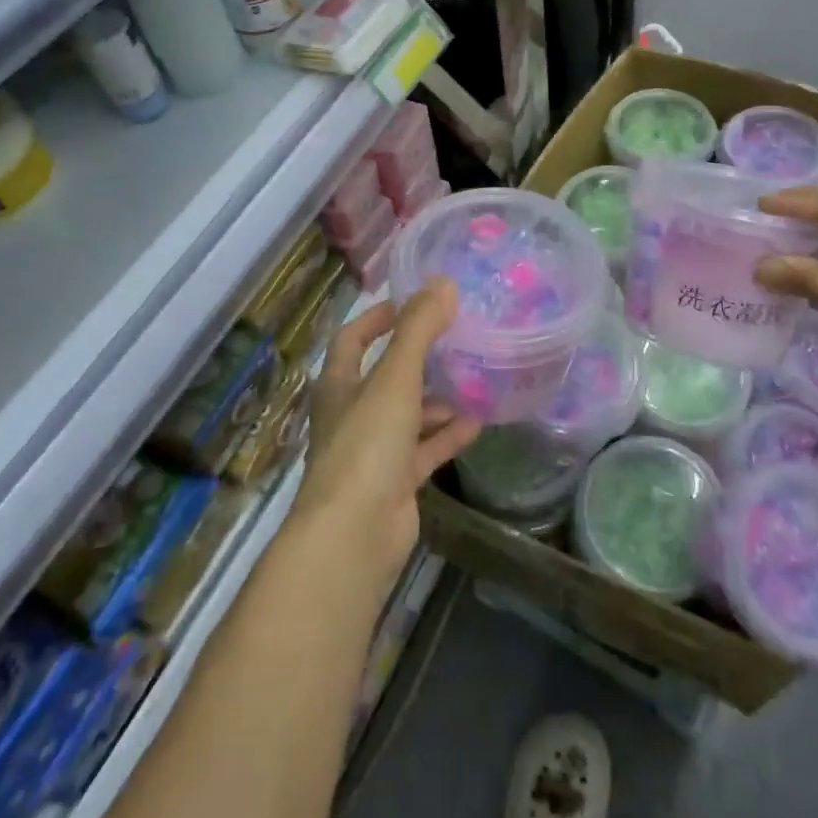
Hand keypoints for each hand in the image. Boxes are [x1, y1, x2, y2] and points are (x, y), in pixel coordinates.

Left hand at [295, 279, 481, 586]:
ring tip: (475, 377)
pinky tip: (478, 421)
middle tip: (458, 338)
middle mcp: (352, 414)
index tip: (412, 303)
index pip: (352, 339)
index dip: (377, 318)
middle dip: (419, 358)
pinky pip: (425, 450)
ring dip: (437, 398)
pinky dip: (447, 435)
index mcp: (339, 385)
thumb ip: (418, 330)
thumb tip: (443, 283)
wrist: (353, 535)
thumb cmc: (366, 444)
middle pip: (386, 376)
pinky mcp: (395, 482)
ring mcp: (374, 451)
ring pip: (409, 414)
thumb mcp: (394, 379)